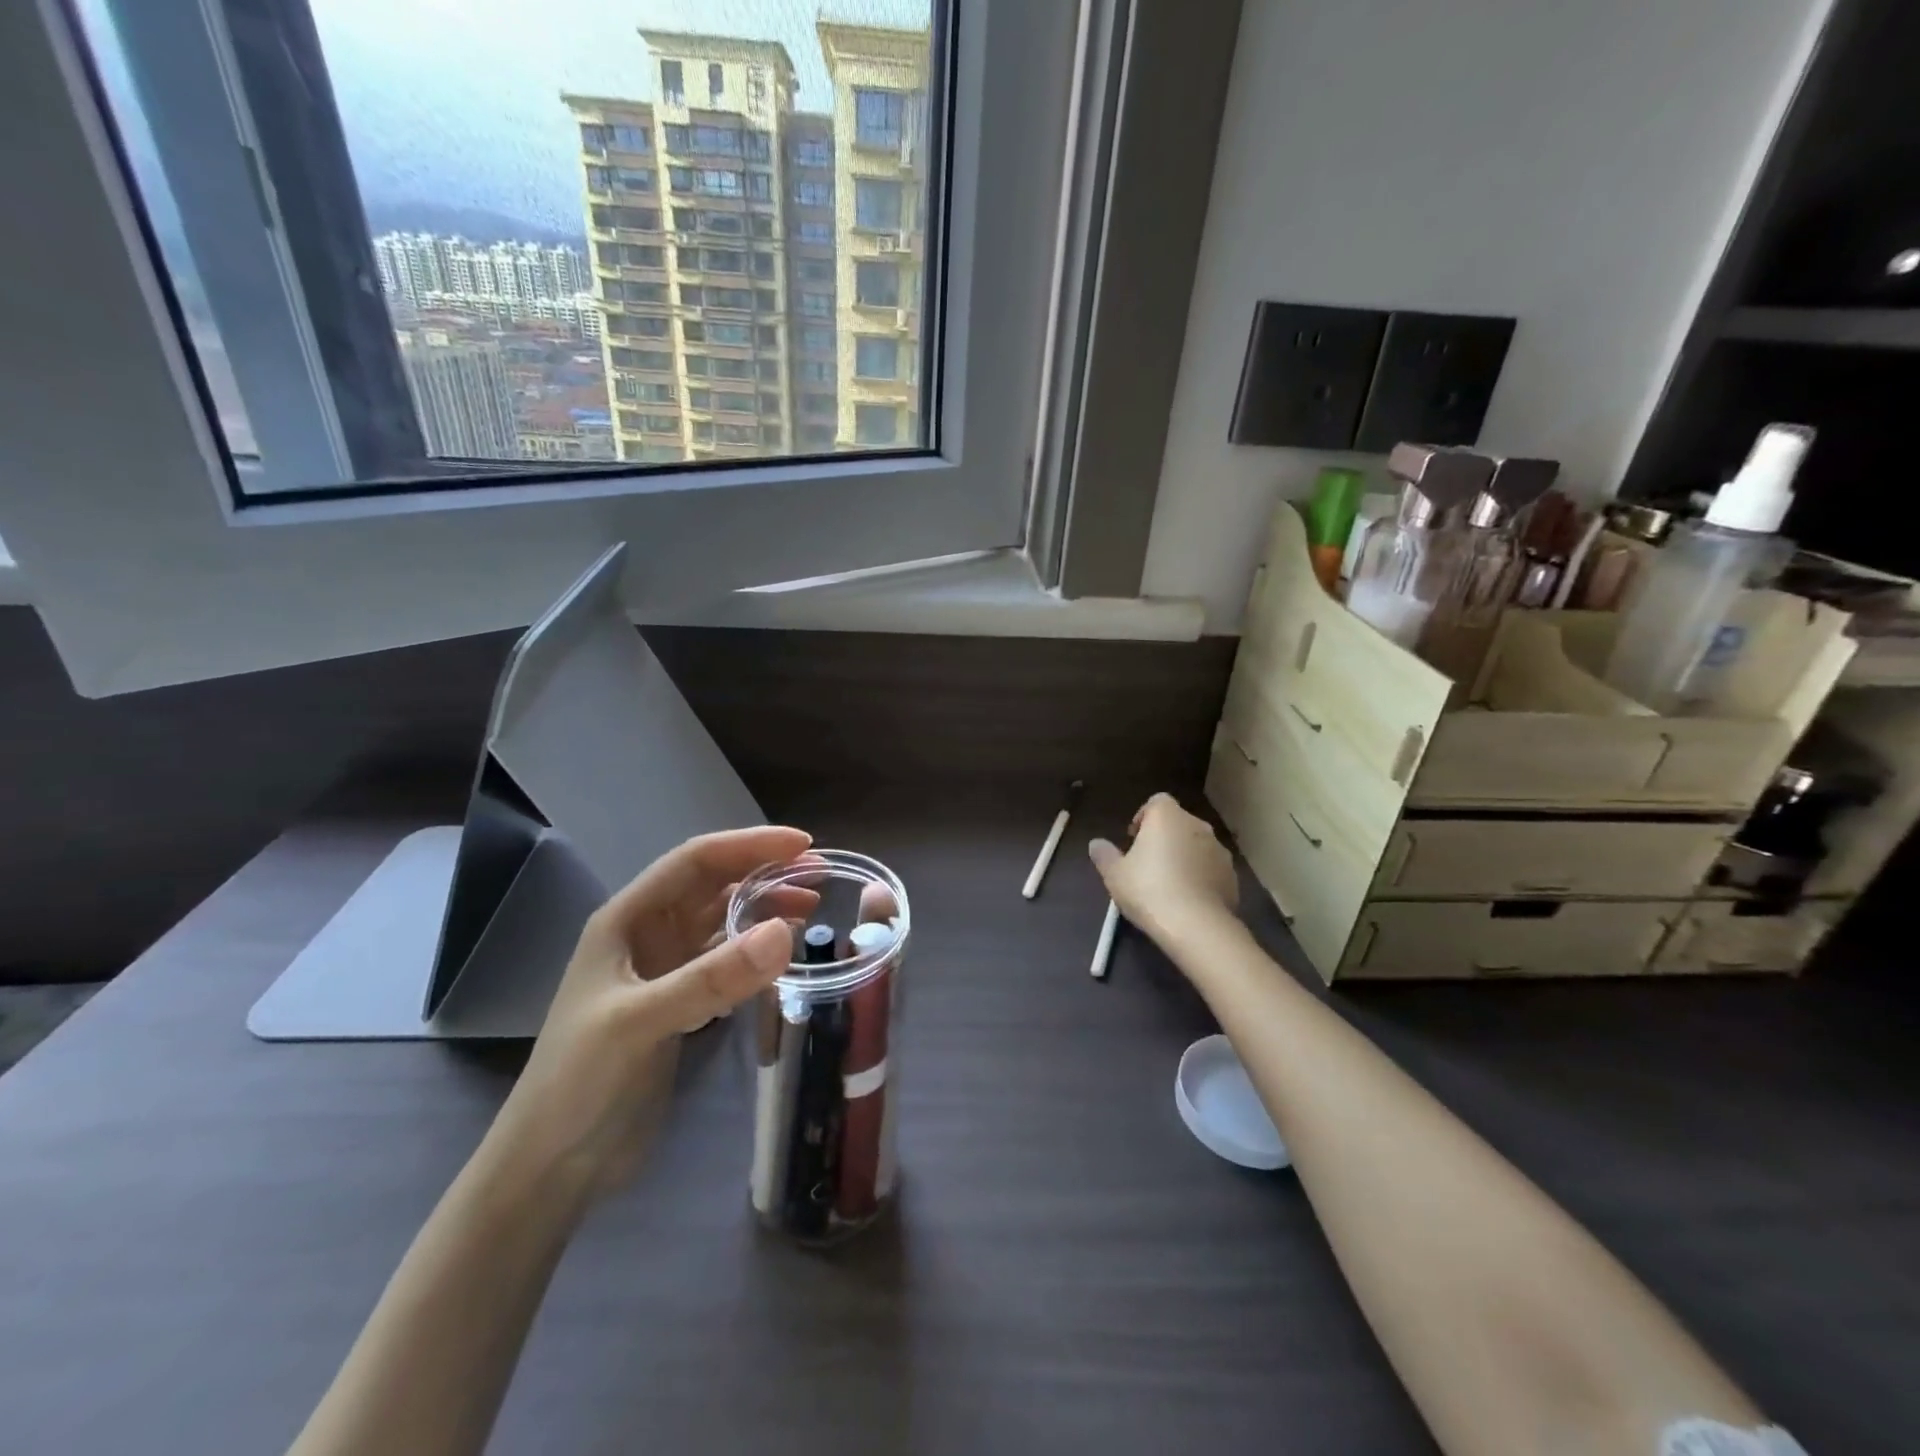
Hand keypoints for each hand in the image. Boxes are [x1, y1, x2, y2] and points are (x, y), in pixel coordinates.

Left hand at [480, 826, 818, 1203]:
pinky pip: (725, 959)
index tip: (803, 844)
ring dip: (764, 909)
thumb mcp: (641, 1022)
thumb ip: (712, 978)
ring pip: (722, 921)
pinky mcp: (678, 1003)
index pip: (696, 861)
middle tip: (819, 876)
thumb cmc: (580, 1082)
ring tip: (811, 909)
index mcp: (627, 919)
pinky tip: (783, 953)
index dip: (749, 845)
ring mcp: (662, 970)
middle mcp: (647, 934)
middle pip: (714, 885)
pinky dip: (756, 950)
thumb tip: (785, 932)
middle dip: (764, 872)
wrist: (551, 1166)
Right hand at [1089, 793, 1238, 943]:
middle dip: (1164, 838)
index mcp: (1167, 816)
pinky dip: (1200, 876)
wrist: (1197, 926)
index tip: (1134, 840)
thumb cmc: (1149, 890)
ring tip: (1168, 885)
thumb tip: (1096, 844)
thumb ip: (1104, 855)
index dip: (1144, 817)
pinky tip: (1188, 900)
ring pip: (1196, 845)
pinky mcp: (1232, 875)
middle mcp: (1197, 825)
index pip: (1157, 801)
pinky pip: (1211, 868)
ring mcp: (1219, 850)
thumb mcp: (1115, 875)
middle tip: (1147, 863)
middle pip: (1178, 823)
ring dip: (1184, 856)